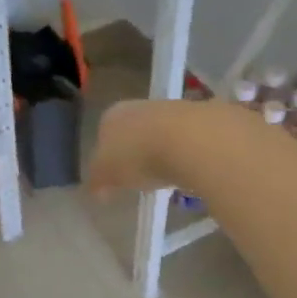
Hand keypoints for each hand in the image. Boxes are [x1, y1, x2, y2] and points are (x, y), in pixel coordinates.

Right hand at [87, 98, 209, 196]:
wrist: (190, 140)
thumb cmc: (137, 156)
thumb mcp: (106, 175)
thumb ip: (97, 182)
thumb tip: (96, 191)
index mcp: (111, 116)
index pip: (102, 135)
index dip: (105, 158)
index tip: (111, 178)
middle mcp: (139, 106)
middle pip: (132, 132)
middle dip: (133, 153)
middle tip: (136, 179)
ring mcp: (171, 110)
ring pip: (159, 134)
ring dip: (159, 154)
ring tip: (163, 179)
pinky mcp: (200, 119)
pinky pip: (184, 142)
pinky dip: (182, 156)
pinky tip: (185, 172)